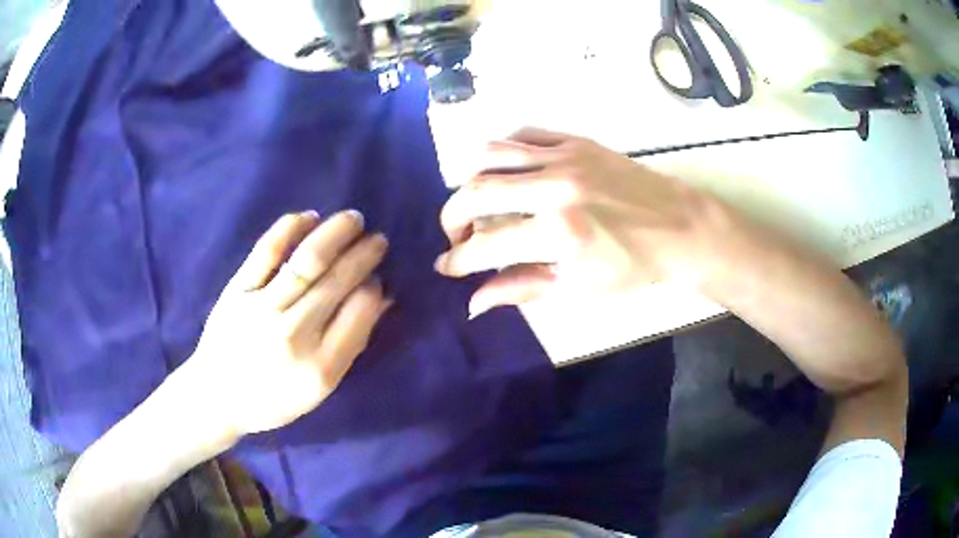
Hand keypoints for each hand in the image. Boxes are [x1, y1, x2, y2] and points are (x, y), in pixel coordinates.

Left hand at [186, 210, 390, 439]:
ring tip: (354, 219)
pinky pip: (266, 252)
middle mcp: (293, 334)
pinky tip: (309, 217)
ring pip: (306, 261)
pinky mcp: (238, 290)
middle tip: (378, 239)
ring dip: (335, 234)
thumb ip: (350, 343)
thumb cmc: (273, 398)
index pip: (359, 313)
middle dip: (364, 255)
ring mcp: (262, 308)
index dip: (374, 288)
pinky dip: (289, 229)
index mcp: (320, 367)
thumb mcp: (319, 388)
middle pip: (336, 282)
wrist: (217, 396)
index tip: (377, 277)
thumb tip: (380, 298)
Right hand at [435, 127, 743, 316]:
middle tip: (457, 236)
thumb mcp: (579, 287)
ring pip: (489, 154)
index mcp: (558, 233)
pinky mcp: (575, 140)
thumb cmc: (634, 266)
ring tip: (475, 201)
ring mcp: (564, 157)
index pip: (485, 245)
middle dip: (451, 217)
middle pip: (475, 192)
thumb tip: (473, 302)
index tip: (446, 267)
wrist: (680, 227)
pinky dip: (502, 152)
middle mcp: (554, 188)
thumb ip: (522, 288)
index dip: (457, 260)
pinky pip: (522, 135)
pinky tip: (504, 171)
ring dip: (470, 179)